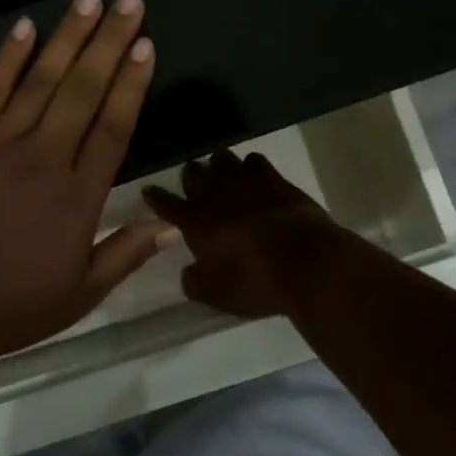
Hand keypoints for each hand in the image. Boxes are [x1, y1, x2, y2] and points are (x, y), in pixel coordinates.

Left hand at [0, 0, 174, 368]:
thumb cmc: (9, 305)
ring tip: (88, 0)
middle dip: (109, 41)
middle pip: (83, 90)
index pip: (113, 127)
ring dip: (67, 37)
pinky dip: (8, 57)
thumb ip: (124, 255)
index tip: (145, 44)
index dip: (132, 83)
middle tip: (128, 1)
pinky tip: (25, 28)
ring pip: (41, 80)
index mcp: (78, 197)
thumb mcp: (78, 294)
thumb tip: (172, 228)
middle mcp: (44, 158)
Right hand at [143, 150, 343, 316]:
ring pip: (222, 159)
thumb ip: (195, 282)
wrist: (307, 262)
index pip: (166, 204)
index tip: (149, 191)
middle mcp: (215, 195)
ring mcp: (246, 183)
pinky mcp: (276, 180)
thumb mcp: (217, 295)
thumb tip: (188, 273)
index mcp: (195, 222)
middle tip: (192, 182)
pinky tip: (253, 172)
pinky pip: (256, 161)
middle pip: (193, 173)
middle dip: (189, 175)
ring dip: (217, 164)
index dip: (155, 197)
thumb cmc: (255, 282)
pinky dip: (250, 165)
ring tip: (220, 171)